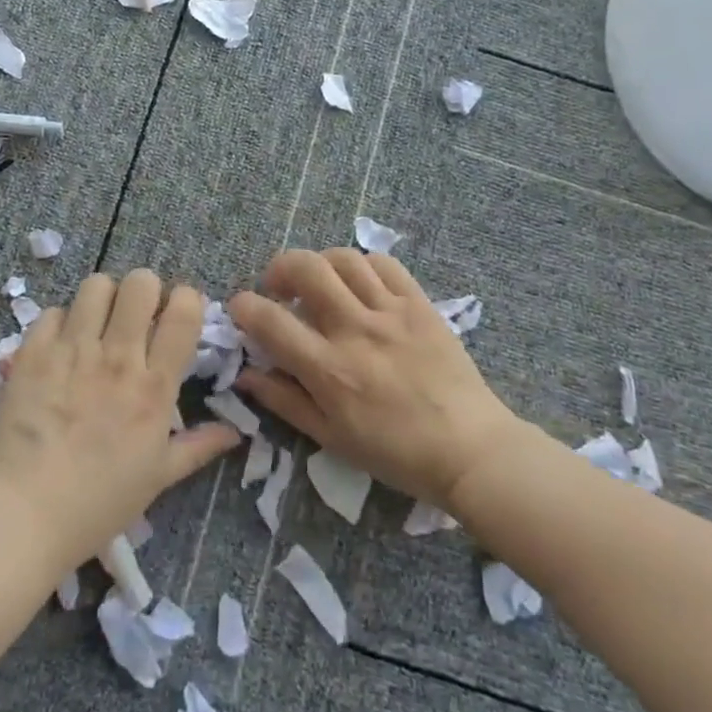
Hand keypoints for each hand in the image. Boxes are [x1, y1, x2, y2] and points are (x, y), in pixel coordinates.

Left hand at [0, 270, 241, 569]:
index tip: (178, 314)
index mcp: (154, 386)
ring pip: (96, 285)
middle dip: (145, 290)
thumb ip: (198, 447)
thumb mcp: (157, 479)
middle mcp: (117, 357)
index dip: (187, 300)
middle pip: (140, 284)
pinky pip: (53, 311)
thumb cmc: (97, 504)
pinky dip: (61, 322)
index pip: (184, 312)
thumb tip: (235, 432)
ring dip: (103, 298)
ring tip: (98, 322)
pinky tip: (60, 346)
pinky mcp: (33, 352)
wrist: (21, 515)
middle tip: (137, 315)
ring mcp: (72, 350)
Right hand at [229, 249, 519, 511]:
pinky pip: (385, 264)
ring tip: (320, 283)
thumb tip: (245, 373)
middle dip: (279, 268)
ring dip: (320, 263)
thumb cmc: (395, 453)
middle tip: (279, 288)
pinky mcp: (419, 304)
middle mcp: (354, 330)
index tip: (241, 308)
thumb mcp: (330, 437)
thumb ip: (284, 401)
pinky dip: (362, 266)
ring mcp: (390, 312)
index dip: (243, 306)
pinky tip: (359, 284)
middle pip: (305, 268)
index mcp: (328, 369)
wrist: (470, 450)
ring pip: (343, 258)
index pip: (269, 320)